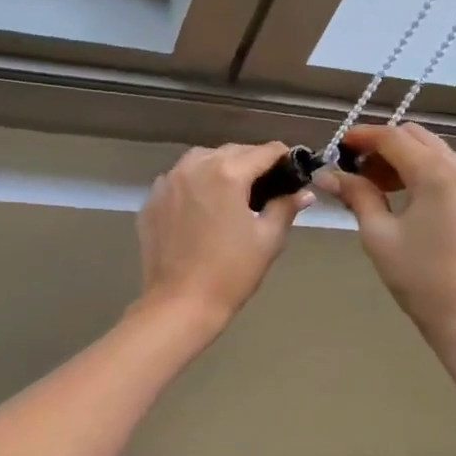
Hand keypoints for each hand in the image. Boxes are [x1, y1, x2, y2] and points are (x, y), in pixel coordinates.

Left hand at [135, 143, 312, 334]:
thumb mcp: (267, 239)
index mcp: (227, 172)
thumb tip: (303, 192)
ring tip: (233, 193)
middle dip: (252, 162)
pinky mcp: (151, 200)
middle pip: (231, 151)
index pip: (264, 151)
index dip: (284, 157)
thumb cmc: (231, 272)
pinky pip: (178, 181)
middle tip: (267, 185)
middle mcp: (194, 167)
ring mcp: (167, 182)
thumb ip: (285, 206)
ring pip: (200, 160)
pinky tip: (202, 208)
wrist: (180, 303)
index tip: (294, 170)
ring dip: (220, 168)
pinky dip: (194, 185)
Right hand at [319, 123, 455, 346]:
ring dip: (400, 158)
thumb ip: (356, 195)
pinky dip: (418, 171)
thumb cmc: (420, 277)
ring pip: (430, 150)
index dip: (362, 137)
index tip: (337, 146)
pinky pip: (444, 167)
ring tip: (372, 187)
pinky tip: (399, 196)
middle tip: (353, 170)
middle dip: (381, 146)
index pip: (393, 137)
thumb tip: (327, 175)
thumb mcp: (378, 235)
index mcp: (437, 173)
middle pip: (414, 137)